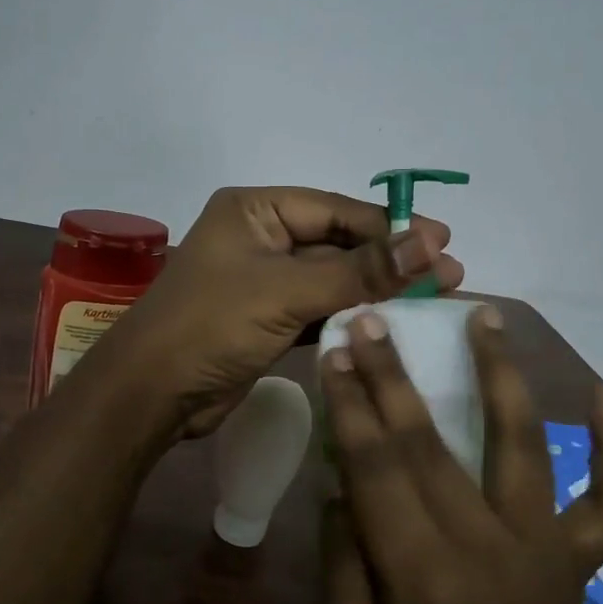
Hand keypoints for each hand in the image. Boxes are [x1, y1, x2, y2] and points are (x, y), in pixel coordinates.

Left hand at [89, 186, 463, 437]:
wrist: (153, 393)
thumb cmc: (212, 325)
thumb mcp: (288, 291)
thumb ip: (360, 271)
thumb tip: (430, 243)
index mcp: (255, 210)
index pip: (337, 210)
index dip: (391, 228)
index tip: (444, 244)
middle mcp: (259, 237)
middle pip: (338, 243)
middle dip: (389, 261)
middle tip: (449, 276)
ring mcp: (262, 280)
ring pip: (331, 279)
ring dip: (375, 290)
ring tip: (433, 299)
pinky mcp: (266, 319)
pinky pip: (317, 309)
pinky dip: (349, 316)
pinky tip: (390, 325)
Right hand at [318, 304, 602, 603]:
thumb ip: (341, 572)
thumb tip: (338, 491)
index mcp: (419, 578)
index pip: (375, 469)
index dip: (351, 406)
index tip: (334, 353)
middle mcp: (484, 548)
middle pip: (430, 444)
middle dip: (394, 375)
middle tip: (375, 317)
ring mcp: (542, 551)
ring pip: (521, 446)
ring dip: (502, 376)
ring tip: (487, 317)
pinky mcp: (578, 564)